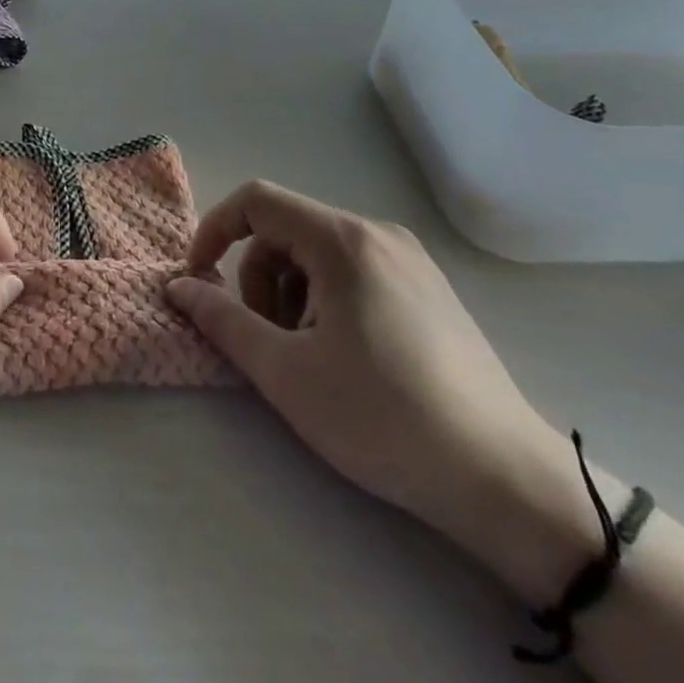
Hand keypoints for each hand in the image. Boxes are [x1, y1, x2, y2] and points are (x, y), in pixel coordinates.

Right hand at [166, 182, 575, 590]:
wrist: (506, 481)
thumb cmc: (384, 418)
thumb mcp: (286, 372)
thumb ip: (222, 320)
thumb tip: (178, 287)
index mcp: (344, 240)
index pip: (256, 201)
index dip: (214, 231)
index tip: (199, 281)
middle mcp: (378, 234)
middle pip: (285, 231)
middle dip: (257, 280)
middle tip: (269, 342)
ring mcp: (409, 260)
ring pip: (316, 254)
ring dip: (290, 295)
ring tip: (309, 357)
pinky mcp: (427, 289)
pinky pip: (351, 272)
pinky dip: (324, 302)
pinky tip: (344, 357)